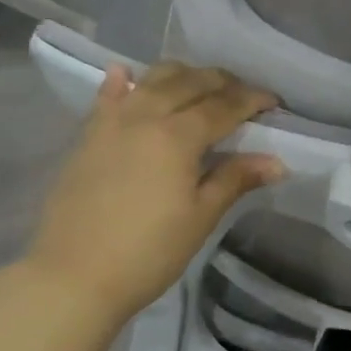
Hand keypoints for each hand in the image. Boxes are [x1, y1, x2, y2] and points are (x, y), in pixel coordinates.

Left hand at [20, 62, 283, 325]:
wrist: (72, 277)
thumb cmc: (147, 252)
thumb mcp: (200, 217)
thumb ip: (236, 179)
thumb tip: (278, 162)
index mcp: (178, 135)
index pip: (224, 105)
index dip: (252, 99)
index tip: (273, 103)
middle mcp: (146, 116)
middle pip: (190, 82)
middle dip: (222, 82)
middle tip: (243, 94)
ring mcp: (113, 122)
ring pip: (152, 79)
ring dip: (182, 75)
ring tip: (199, 85)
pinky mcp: (88, 136)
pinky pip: (109, 95)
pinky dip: (123, 81)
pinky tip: (126, 73)